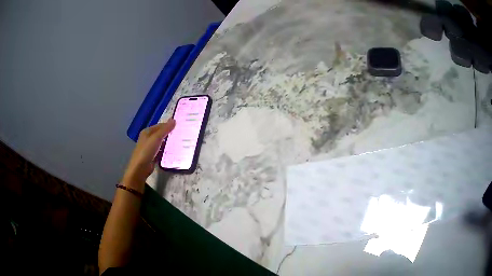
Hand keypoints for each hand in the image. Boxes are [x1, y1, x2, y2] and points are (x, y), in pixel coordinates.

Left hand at [122, 119, 175, 189]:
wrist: (140, 168)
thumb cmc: (147, 151)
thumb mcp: (156, 138)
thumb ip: (165, 129)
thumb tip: (174, 120)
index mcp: (147, 132)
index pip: (160, 125)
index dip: (168, 125)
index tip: (179, 126)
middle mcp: (147, 138)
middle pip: (160, 134)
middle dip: (169, 134)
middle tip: (181, 134)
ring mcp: (149, 148)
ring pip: (161, 143)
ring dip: (168, 143)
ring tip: (179, 142)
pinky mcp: (152, 156)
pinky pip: (161, 151)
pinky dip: (166, 151)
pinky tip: (173, 152)